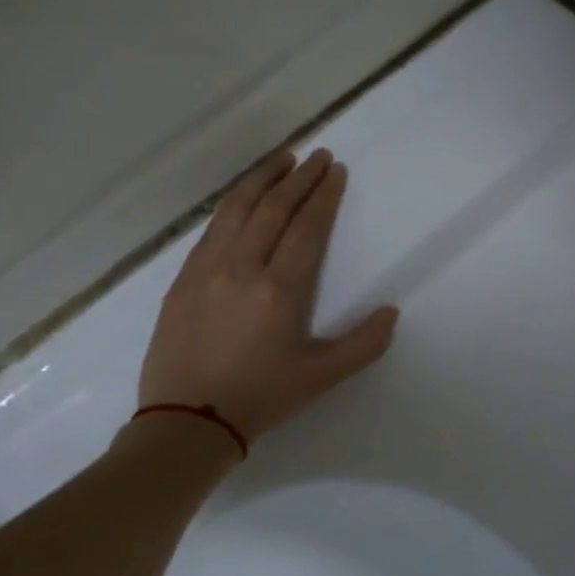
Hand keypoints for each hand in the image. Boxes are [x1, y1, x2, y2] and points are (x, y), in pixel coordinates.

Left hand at [137, 149, 397, 442]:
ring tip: (282, 158)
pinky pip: (212, 228)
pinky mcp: (183, 279)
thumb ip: (363, 344)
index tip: (336, 171)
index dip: (324, 196)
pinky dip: (232, 203)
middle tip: (318, 155)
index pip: (306, 228)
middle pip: (273, 208)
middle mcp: (242, 267)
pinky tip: (242, 199)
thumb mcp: (322, 377)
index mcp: (280, 289)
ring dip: (262, 179)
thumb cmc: (262, 398)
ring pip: (236, 209)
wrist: (187, 420)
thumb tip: (391, 312)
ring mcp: (207, 269)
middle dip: (299, 178)